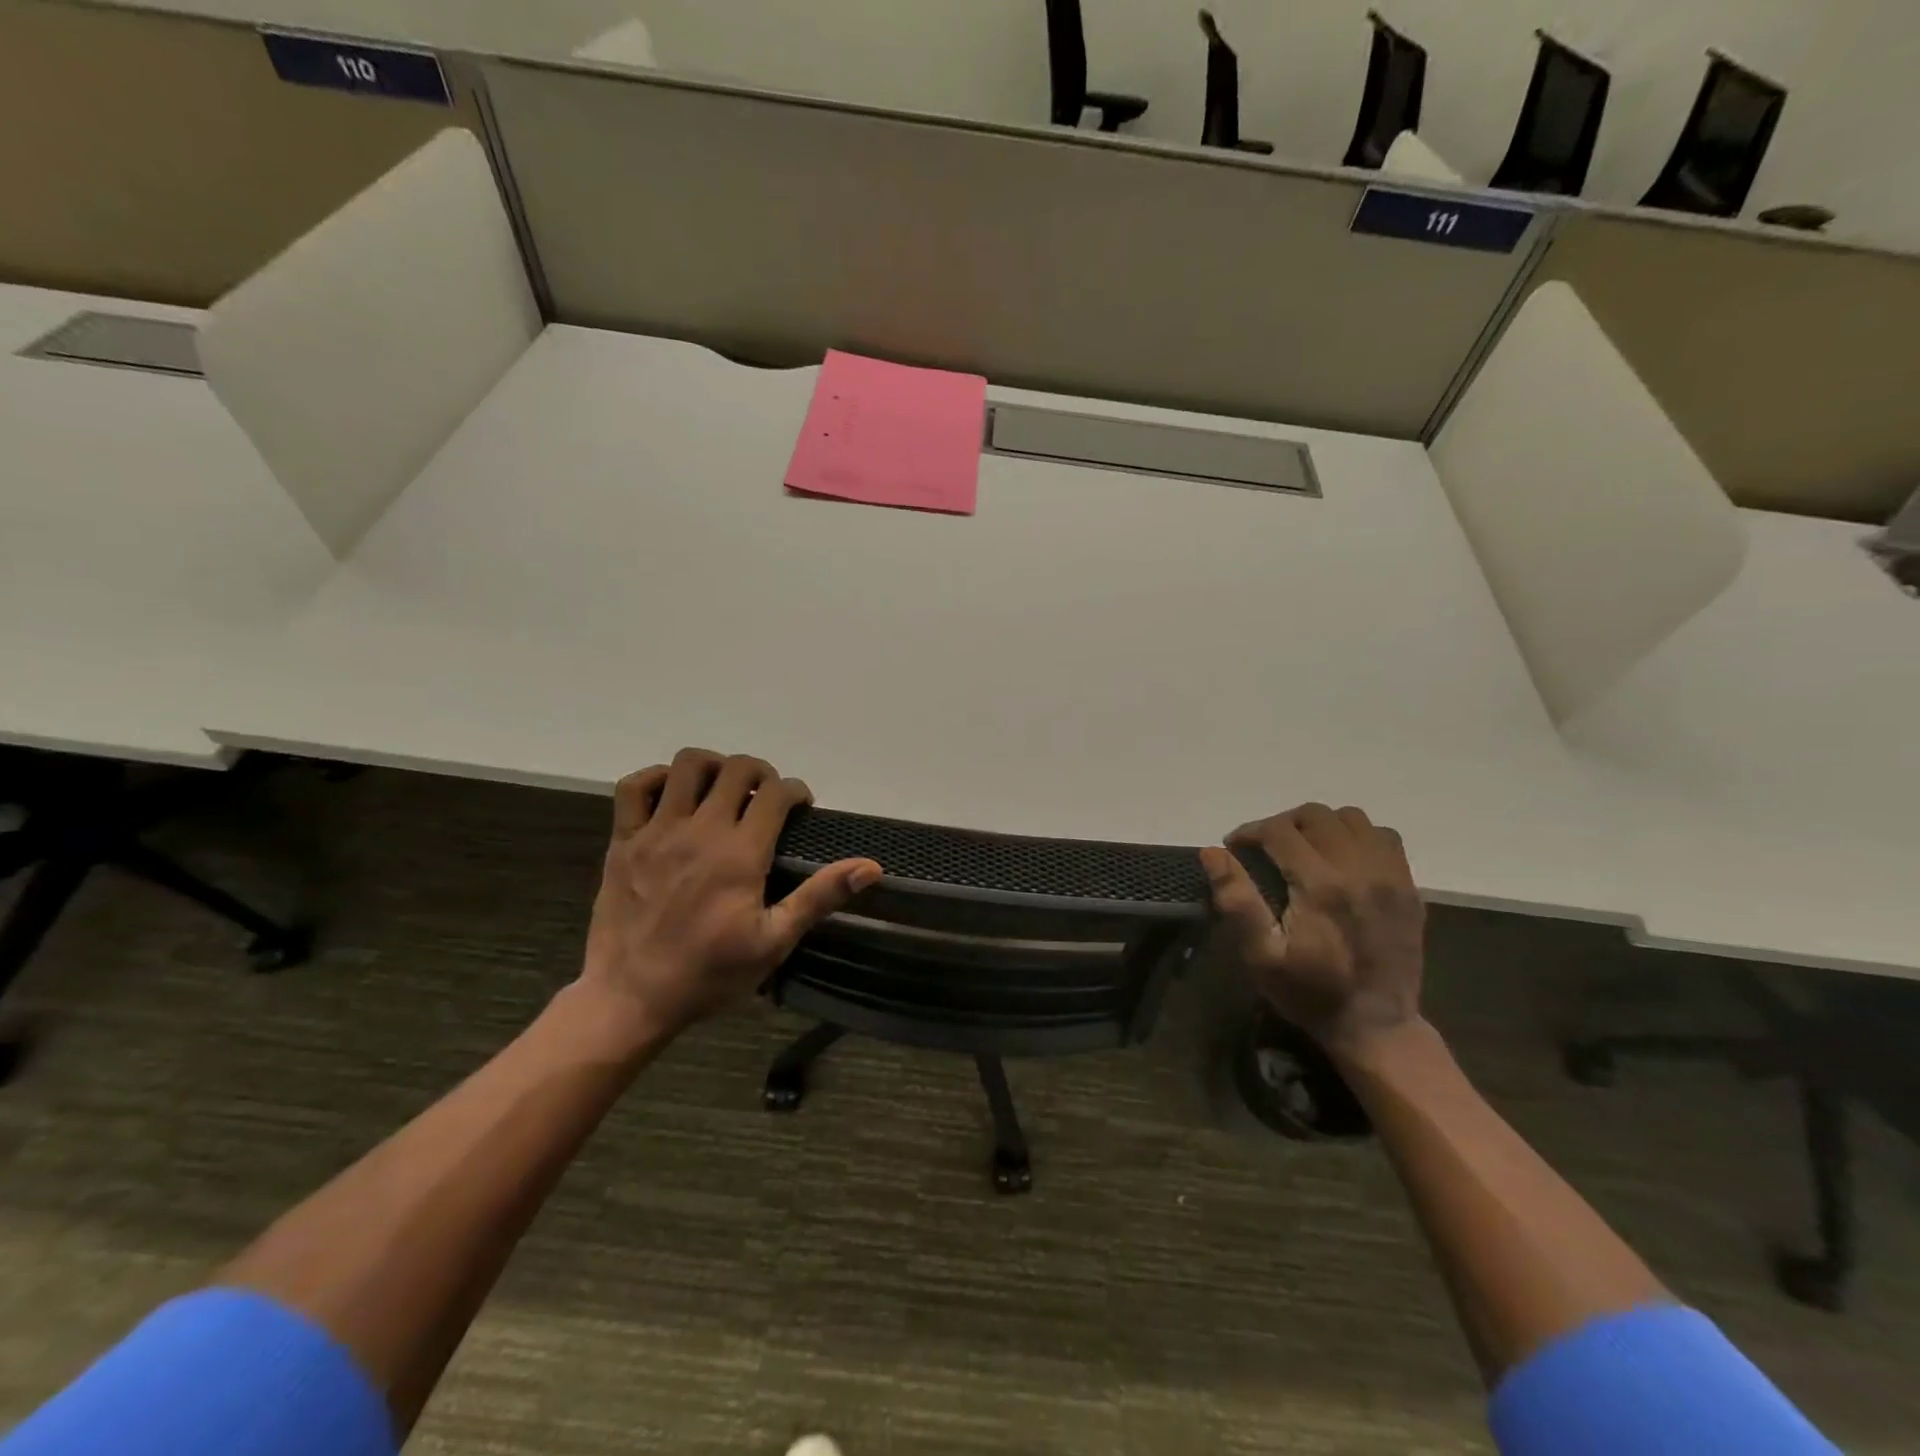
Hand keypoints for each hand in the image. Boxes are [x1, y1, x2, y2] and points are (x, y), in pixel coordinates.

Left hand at [578, 748, 880, 1039]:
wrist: (631, 998)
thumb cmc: (710, 974)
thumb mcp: (774, 942)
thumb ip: (819, 896)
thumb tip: (870, 867)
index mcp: (740, 853)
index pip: (776, 793)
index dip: (796, 790)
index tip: (801, 807)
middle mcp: (701, 830)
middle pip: (737, 769)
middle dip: (761, 774)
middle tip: (766, 798)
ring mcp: (657, 831)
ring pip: (688, 765)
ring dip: (713, 767)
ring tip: (722, 789)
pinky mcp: (624, 840)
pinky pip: (634, 786)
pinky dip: (655, 778)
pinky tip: (671, 796)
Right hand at [1200, 803, 1424, 1053]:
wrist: (1376, 1026)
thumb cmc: (1309, 992)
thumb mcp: (1261, 955)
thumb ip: (1237, 900)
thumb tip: (1212, 852)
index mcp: (1321, 885)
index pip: (1279, 830)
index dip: (1249, 832)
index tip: (1235, 848)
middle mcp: (1359, 870)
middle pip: (1316, 815)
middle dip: (1283, 824)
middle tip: (1266, 849)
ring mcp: (1390, 876)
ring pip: (1352, 819)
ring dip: (1321, 826)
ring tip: (1304, 849)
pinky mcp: (1409, 888)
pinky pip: (1384, 837)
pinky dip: (1358, 836)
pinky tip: (1342, 859)